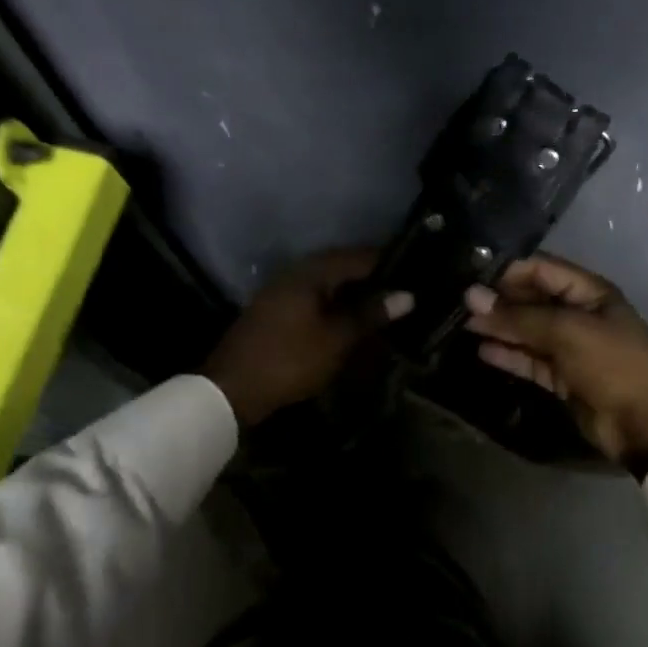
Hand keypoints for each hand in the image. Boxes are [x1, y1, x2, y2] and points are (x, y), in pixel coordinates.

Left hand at [202, 249, 413, 426]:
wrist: (231, 389)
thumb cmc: (289, 360)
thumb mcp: (336, 339)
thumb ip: (370, 314)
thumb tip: (408, 295)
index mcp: (311, 272)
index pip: (358, 257)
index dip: (388, 264)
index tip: (415, 273)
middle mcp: (295, 273)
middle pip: (342, 267)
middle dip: (372, 278)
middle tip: (403, 292)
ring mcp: (281, 290)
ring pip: (327, 283)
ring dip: (353, 293)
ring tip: (382, 307)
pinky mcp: (275, 310)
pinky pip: (314, 297)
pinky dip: (335, 305)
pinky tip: (350, 320)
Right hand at [464, 254, 647, 475]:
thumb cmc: (613, 364)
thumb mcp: (567, 332)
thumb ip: (519, 316)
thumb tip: (472, 297)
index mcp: (589, 292)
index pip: (541, 270)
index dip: (507, 271)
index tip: (470, 276)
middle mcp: (578, 314)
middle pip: (532, 300)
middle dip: (499, 301)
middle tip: (458, 304)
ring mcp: (571, 347)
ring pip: (528, 331)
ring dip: (500, 328)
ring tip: (462, 326)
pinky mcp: (563, 378)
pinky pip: (531, 360)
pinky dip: (509, 355)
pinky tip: (482, 350)